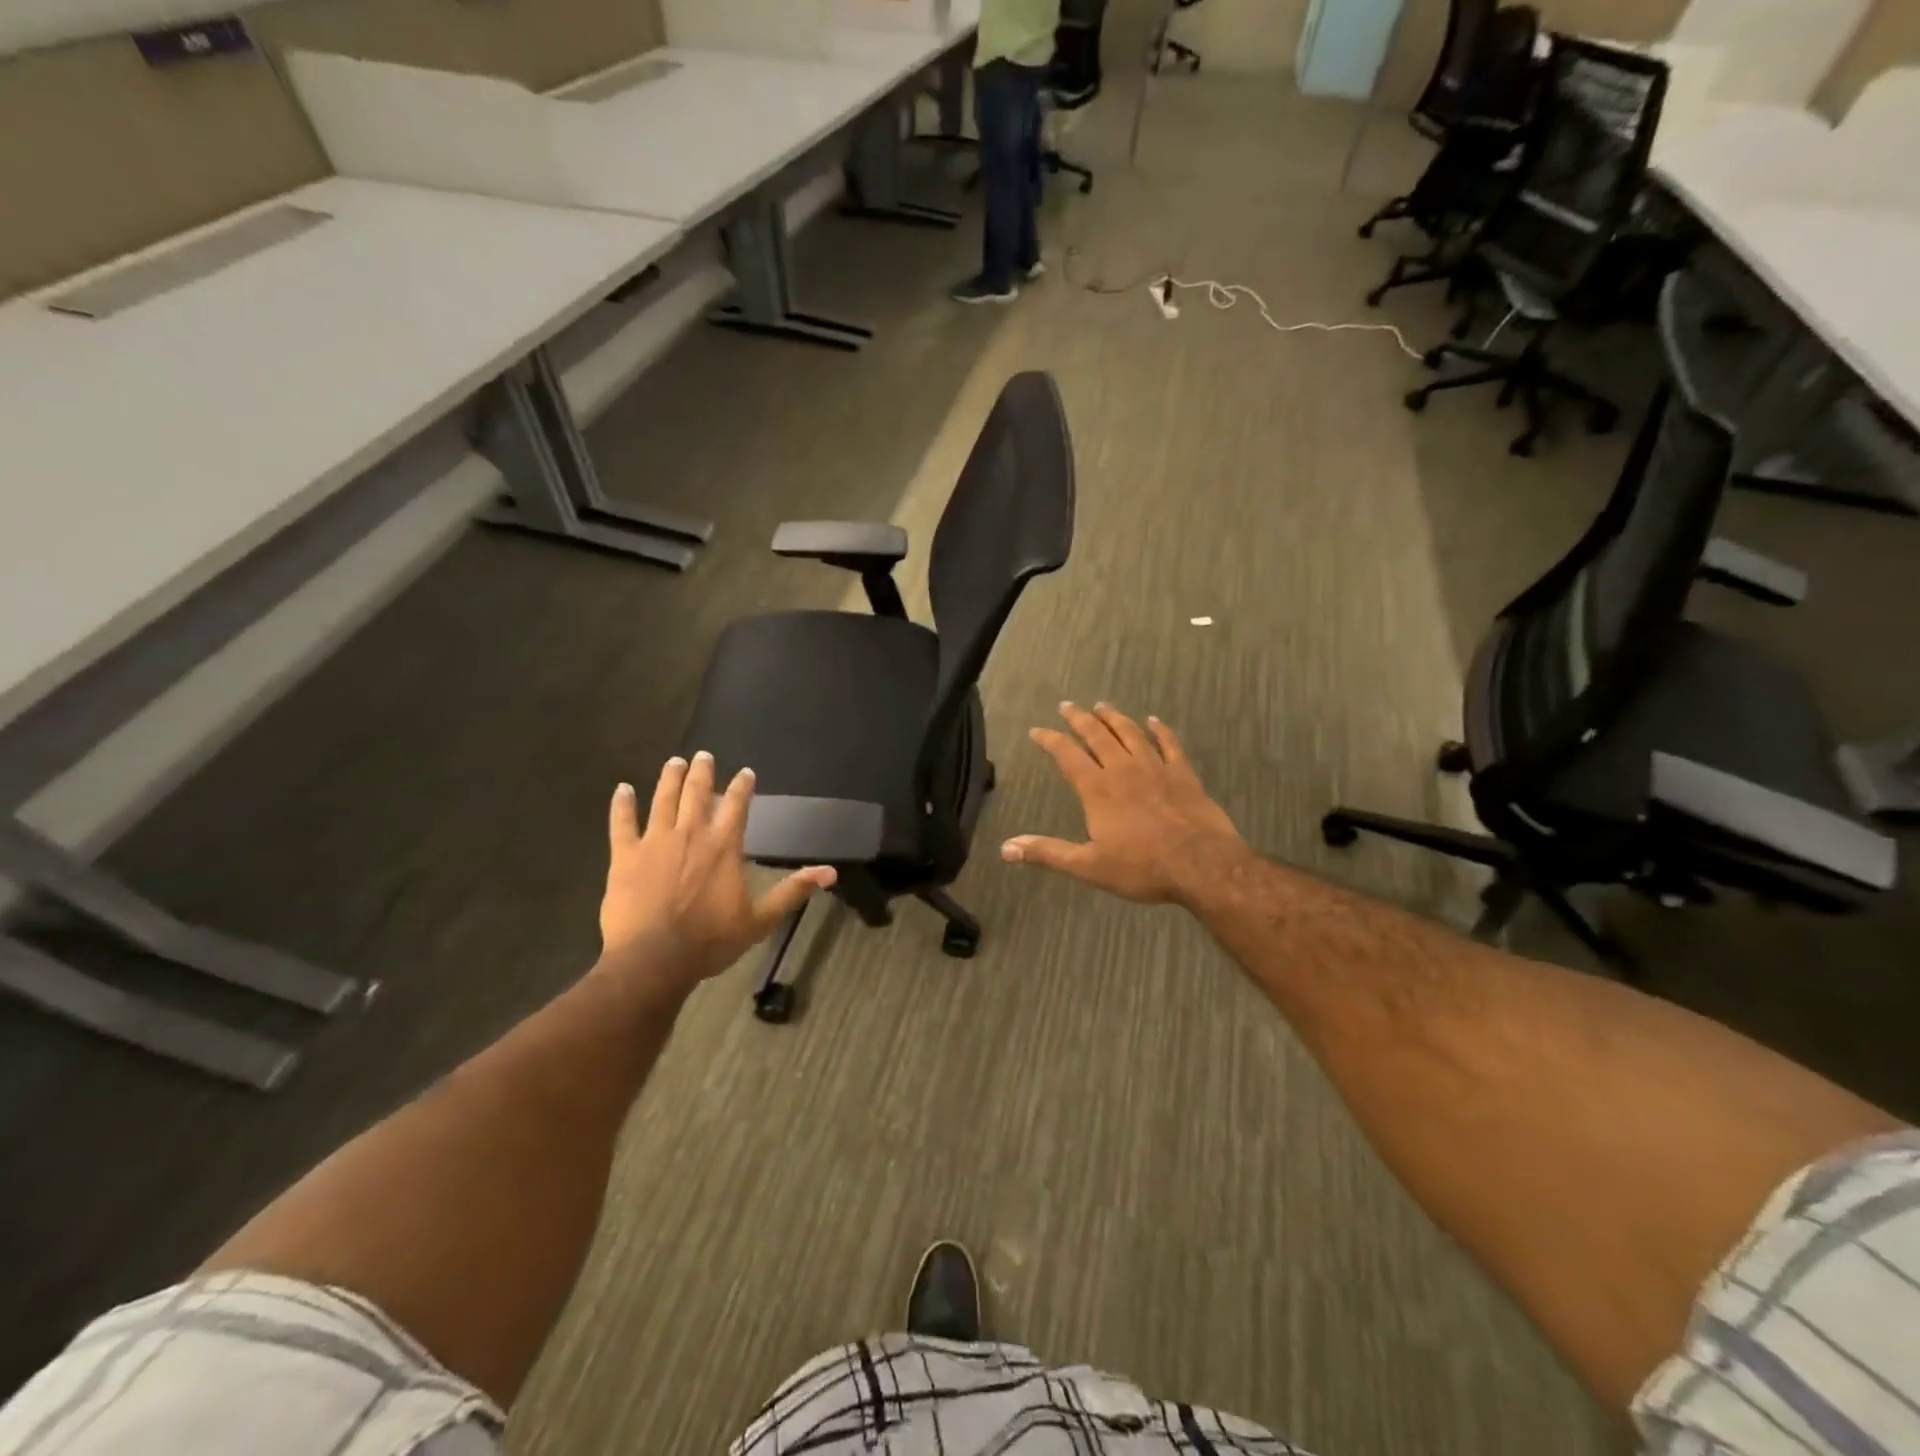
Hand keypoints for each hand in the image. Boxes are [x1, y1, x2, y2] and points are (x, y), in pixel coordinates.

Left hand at [595, 752, 835, 995]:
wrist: (655, 959)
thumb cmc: (711, 940)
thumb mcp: (760, 920)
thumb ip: (793, 891)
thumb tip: (831, 872)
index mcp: (724, 847)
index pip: (737, 806)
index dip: (742, 786)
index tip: (745, 772)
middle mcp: (691, 834)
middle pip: (697, 793)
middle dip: (702, 772)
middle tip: (702, 755)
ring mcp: (655, 842)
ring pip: (663, 800)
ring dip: (669, 779)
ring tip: (674, 762)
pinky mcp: (625, 856)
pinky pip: (622, 823)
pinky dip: (622, 804)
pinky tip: (622, 789)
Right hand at [1003, 702, 1249, 905]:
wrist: (1201, 864)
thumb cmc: (1142, 867)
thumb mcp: (1088, 866)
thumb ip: (1047, 853)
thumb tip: (1006, 848)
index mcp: (1097, 789)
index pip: (1067, 755)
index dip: (1050, 739)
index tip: (1036, 730)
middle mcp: (1123, 769)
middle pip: (1097, 735)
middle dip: (1079, 719)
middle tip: (1067, 705)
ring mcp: (1156, 767)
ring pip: (1131, 733)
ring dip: (1114, 718)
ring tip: (1103, 706)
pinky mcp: (1183, 773)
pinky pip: (1169, 743)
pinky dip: (1160, 730)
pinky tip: (1154, 720)